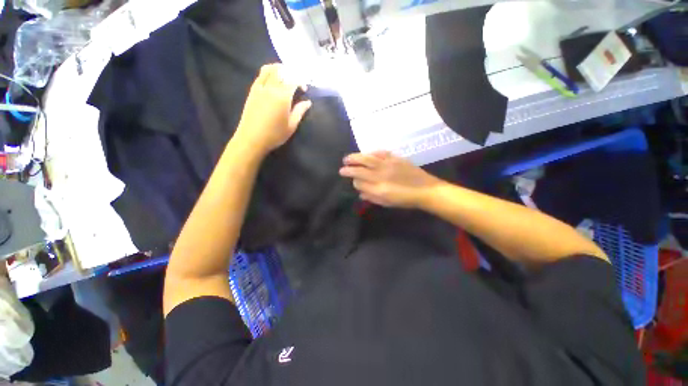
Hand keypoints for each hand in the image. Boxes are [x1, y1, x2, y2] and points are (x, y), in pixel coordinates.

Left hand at [234, 64, 311, 155]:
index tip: (304, 89)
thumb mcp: (291, 126)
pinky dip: (269, 72)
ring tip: (285, 77)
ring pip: (269, 69)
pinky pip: (261, 75)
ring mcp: (259, 87)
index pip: (293, 79)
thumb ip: (300, 111)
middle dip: (291, 72)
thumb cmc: (274, 135)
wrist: (252, 139)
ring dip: (279, 69)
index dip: (300, 80)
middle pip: (281, 70)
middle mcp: (270, 88)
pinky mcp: (252, 91)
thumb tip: (308, 102)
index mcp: (282, 97)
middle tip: (296, 82)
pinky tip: (273, 81)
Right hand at [339, 151, 442, 207]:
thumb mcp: (387, 203)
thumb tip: (360, 192)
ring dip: (355, 157)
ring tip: (347, 158)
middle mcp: (380, 176)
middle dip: (348, 168)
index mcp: (378, 189)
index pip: (359, 182)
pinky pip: (380, 153)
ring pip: (367, 158)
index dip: (354, 181)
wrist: (426, 190)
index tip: (353, 181)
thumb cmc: (405, 200)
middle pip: (360, 169)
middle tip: (342, 167)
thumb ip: (371, 197)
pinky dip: (371, 152)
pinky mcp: (395, 158)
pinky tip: (367, 153)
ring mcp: (388, 165)